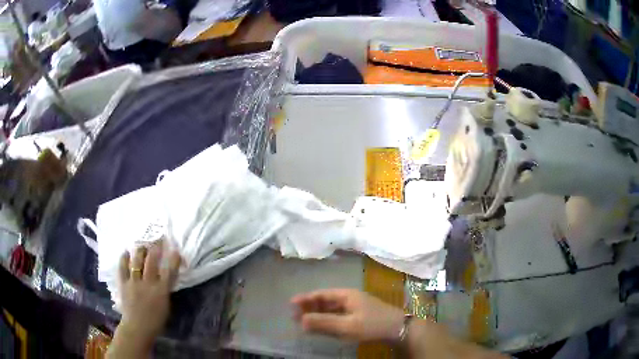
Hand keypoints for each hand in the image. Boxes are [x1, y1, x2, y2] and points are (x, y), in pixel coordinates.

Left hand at [117, 240, 180, 343]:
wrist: (137, 328)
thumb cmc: (155, 320)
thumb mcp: (165, 306)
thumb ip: (165, 290)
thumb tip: (165, 277)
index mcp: (161, 291)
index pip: (169, 271)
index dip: (173, 259)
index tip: (175, 249)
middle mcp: (148, 283)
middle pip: (152, 261)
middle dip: (155, 248)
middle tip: (157, 239)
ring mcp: (134, 282)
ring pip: (136, 261)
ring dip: (140, 250)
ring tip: (141, 244)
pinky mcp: (123, 283)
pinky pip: (122, 267)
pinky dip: (123, 258)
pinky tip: (125, 252)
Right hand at [290, 288, 403, 341]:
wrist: (398, 329)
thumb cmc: (373, 324)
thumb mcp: (347, 325)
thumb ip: (324, 323)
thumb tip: (300, 321)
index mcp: (346, 295)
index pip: (321, 294)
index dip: (305, 298)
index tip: (290, 304)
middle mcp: (349, 298)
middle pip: (325, 301)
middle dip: (309, 307)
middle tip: (294, 315)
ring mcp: (354, 308)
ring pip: (331, 310)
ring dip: (317, 315)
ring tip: (303, 322)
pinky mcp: (358, 317)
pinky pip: (337, 317)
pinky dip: (327, 321)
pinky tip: (321, 327)